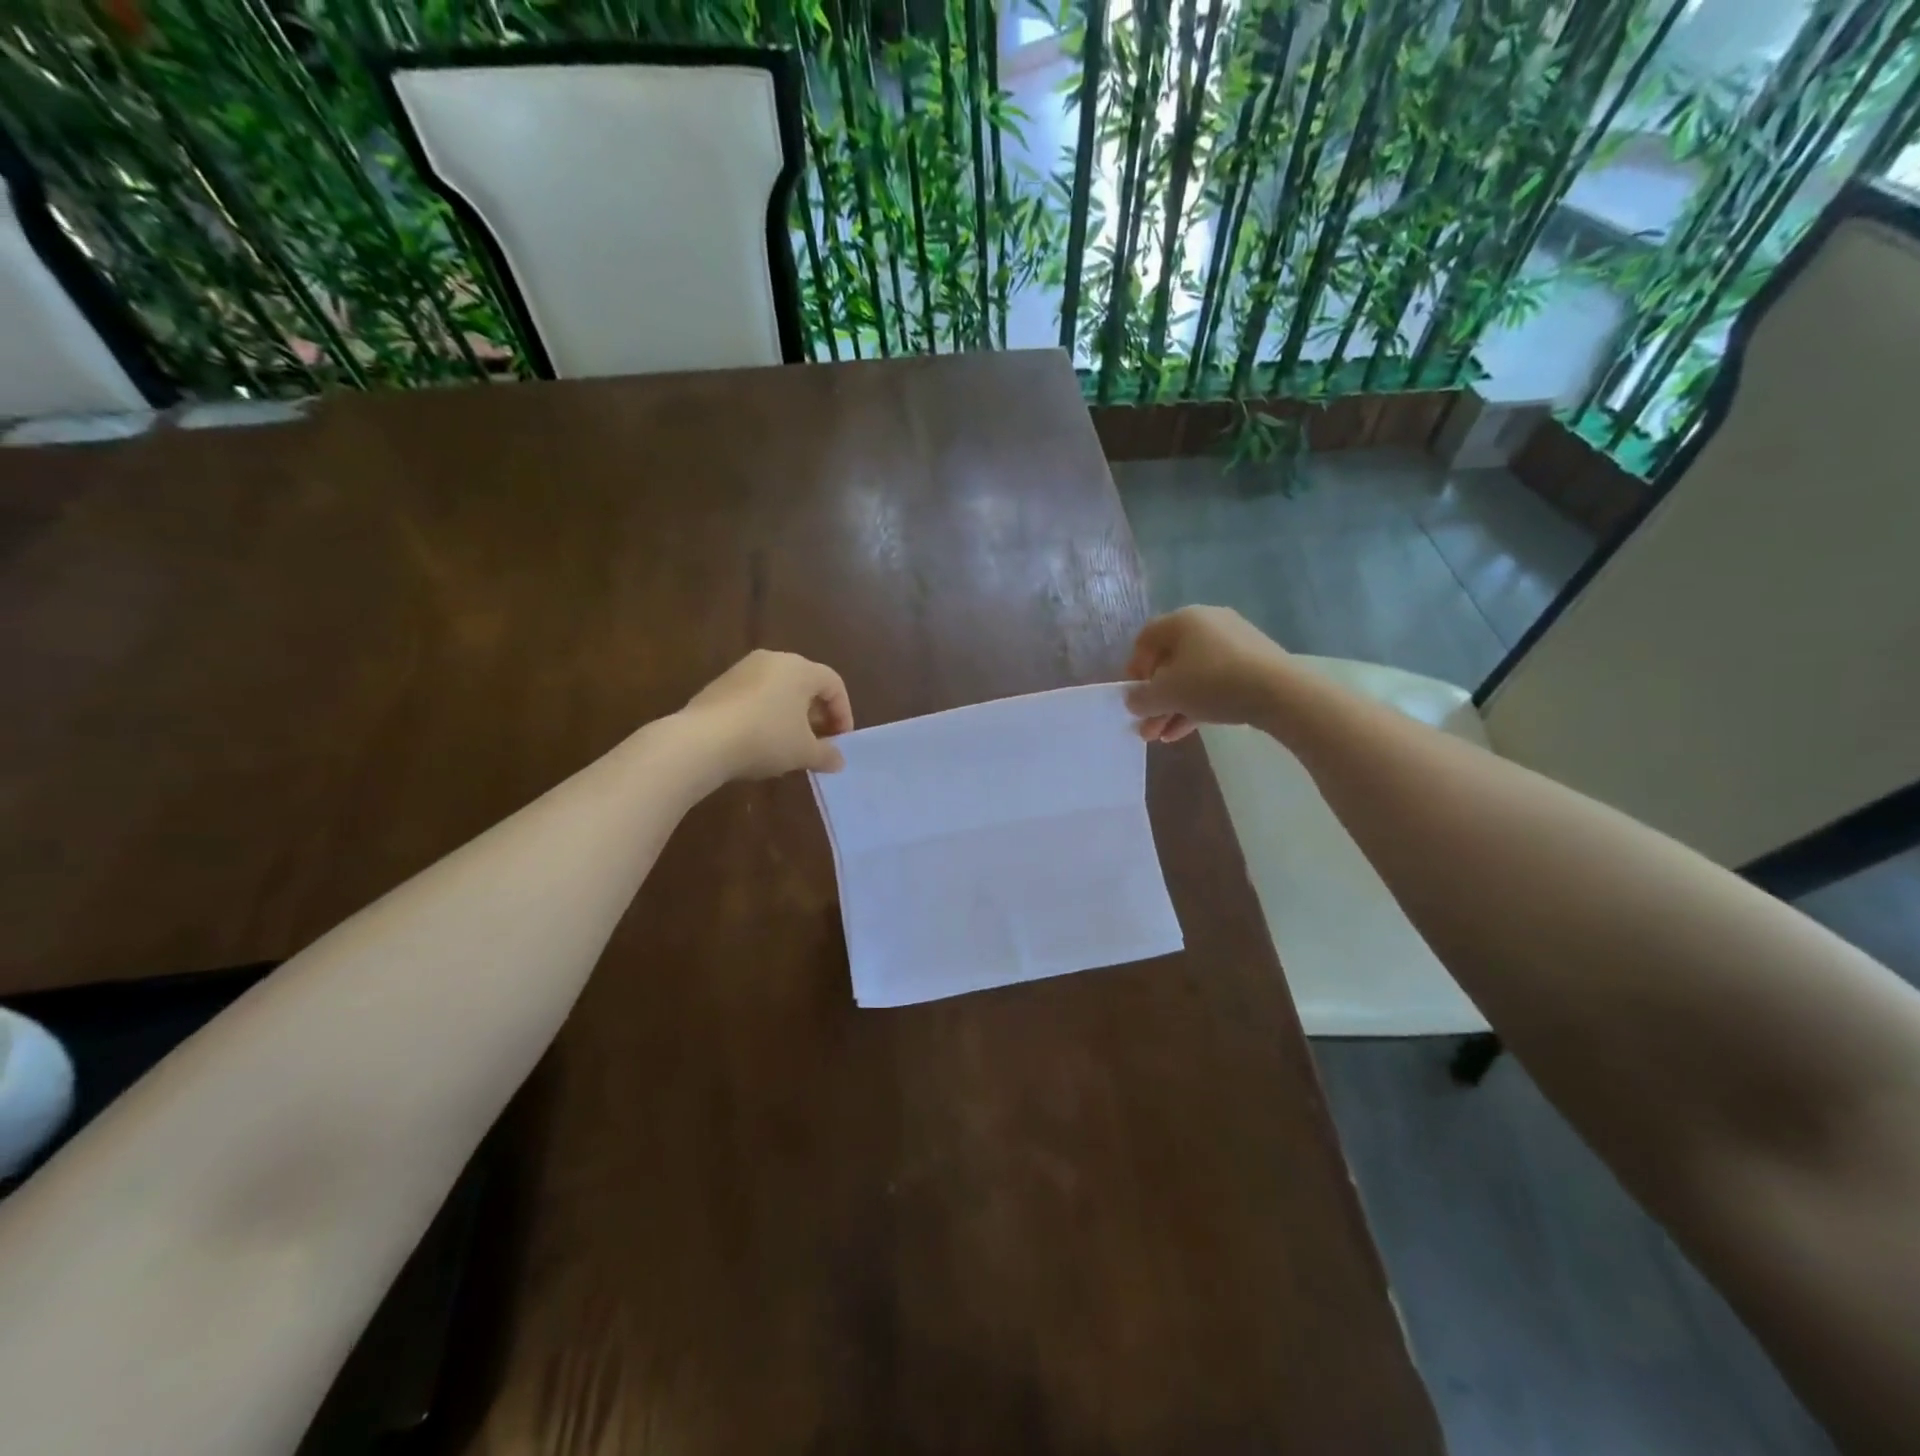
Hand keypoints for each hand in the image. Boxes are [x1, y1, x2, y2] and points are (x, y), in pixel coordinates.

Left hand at [682, 650, 853, 778]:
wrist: (701, 741)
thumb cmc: (766, 738)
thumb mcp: (803, 752)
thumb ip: (826, 754)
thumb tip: (838, 761)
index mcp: (800, 669)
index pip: (834, 684)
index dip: (843, 713)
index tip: (840, 741)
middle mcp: (773, 660)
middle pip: (806, 684)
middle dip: (818, 714)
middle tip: (819, 741)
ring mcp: (743, 669)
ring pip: (779, 689)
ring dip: (791, 714)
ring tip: (790, 744)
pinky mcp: (720, 684)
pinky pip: (755, 696)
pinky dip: (766, 714)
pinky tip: (761, 740)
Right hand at [1124, 606, 1291, 742]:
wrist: (1280, 692)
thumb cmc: (1212, 683)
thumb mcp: (1166, 694)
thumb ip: (1141, 698)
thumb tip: (1132, 700)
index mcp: (1183, 620)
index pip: (1146, 639)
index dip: (1134, 668)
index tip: (1134, 696)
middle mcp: (1208, 623)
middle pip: (1170, 661)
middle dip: (1155, 698)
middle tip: (1146, 726)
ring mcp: (1234, 642)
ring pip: (1193, 675)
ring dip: (1174, 706)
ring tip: (1162, 736)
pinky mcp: (1253, 662)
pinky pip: (1216, 680)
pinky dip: (1198, 703)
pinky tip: (1185, 731)